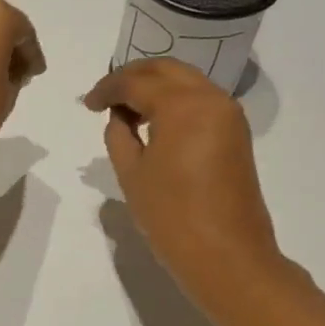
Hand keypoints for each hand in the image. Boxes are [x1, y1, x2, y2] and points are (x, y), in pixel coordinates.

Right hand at [84, 58, 283, 301]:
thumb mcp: (131, 173)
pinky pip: (200, 99)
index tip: (88, 105)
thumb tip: (120, 116)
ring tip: (126, 111)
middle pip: (165, 69)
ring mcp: (228, 114)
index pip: (136, 82)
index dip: (107, 89)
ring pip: (185, 81)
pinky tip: (154, 122)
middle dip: (132, 77)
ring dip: (155, 87)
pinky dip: (174, 100)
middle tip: (106, 97)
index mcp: (182, 105)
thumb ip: (119, 134)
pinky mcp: (236, 132)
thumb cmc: (172, 216)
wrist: (227, 256)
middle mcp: (210, 98)